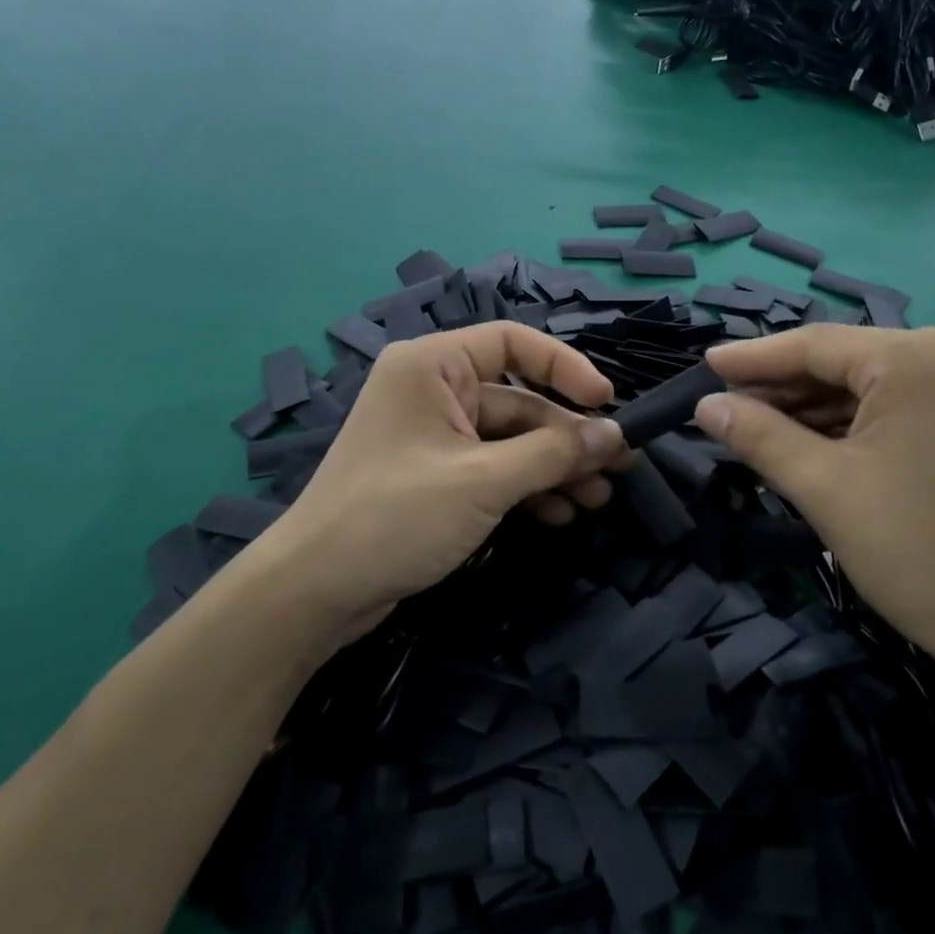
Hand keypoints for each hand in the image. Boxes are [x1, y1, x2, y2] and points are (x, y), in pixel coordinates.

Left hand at [245, 322, 627, 648]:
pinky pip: (493, 468)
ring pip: (511, 439)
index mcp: (432, 366)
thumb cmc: (396, 516)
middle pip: (518, 399)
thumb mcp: (484, 480)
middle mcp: (433, 390)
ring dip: (554, 467)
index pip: (512, 342)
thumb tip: (615, 434)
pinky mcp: (436, 476)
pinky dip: (526, 488)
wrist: (315, 591)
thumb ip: (554, 453)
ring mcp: (434, 436)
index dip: (565, 367)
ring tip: (597, 498)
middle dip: (567, 435)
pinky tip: (559, 514)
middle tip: (619, 466)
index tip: (607, 401)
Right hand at [694, 325, 934, 680]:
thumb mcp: (823, 488)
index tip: (705, 364)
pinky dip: (854, 422)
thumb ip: (758, 436)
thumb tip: (705, 405)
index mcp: (917, 358)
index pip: (815, 346)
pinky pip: (901, 405)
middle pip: (845, 362)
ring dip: (815, 407)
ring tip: (758, 427)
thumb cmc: (918, 552)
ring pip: (871, 385)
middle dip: (783, 387)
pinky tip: (813, 441)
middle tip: (725, 406)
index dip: (753, 358)